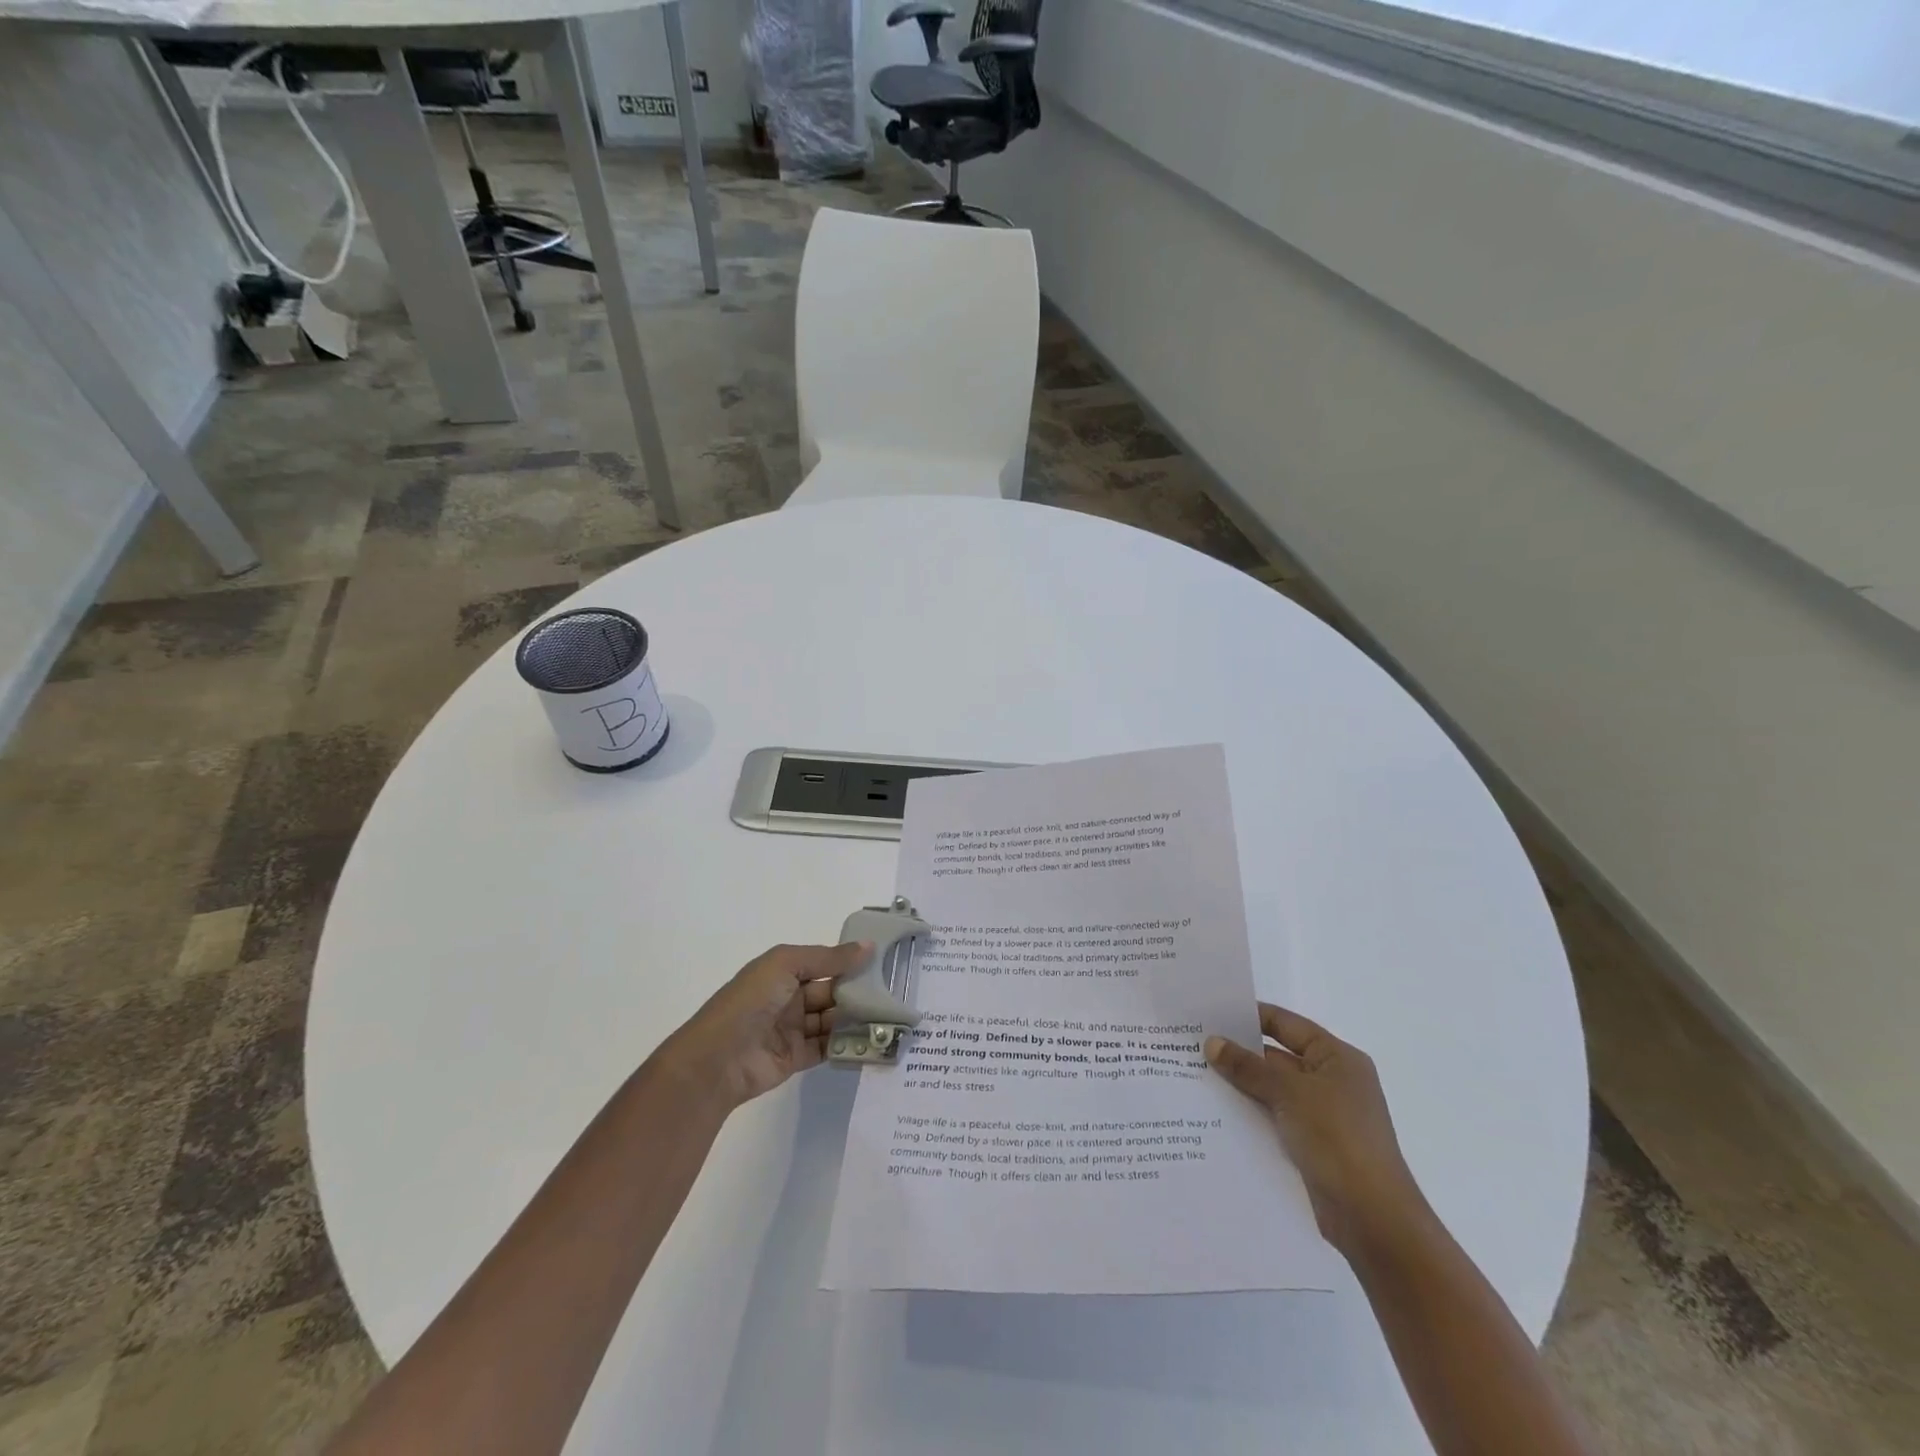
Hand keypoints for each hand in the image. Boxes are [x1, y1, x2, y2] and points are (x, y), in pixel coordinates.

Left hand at [657, 942, 869, 1110]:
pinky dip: (847, 1043)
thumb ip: (829, 958)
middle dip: (856, 991)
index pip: (823, 963)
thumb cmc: (750, 1001)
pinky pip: (827, 1047)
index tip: (882, 961)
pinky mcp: (797, 1057)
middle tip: (892, 991)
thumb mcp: (786, 965)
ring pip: (831, 1019)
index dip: (848, 962)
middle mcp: (788, 998)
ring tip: (888, 1016)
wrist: (718, 1059)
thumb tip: (868, 946)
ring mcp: (792, 1029)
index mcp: (783, 971)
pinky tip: (871, 1039)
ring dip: (855, 1018)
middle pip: (830, 992)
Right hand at [1206, 1004, 1431, 1259]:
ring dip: (1241, 1086)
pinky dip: (1250, 1113)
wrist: (1373, 1219)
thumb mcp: (1289, 1093)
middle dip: (1238, 1053)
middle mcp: (1332, 1081)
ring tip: (1194, 1075)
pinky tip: (1216, 1113)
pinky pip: (1274, 1118)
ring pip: (1272, 1090)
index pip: (1286, 1024)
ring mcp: (1323, 1115)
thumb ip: (1248, 1067)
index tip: (1211, 1013)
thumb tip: (1212, 1042)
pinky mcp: (1313, 1146)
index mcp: (1337, 1058)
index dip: (1250, 1016)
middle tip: (1192, 1044)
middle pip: (1277, 1057)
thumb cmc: (1338, 1139)